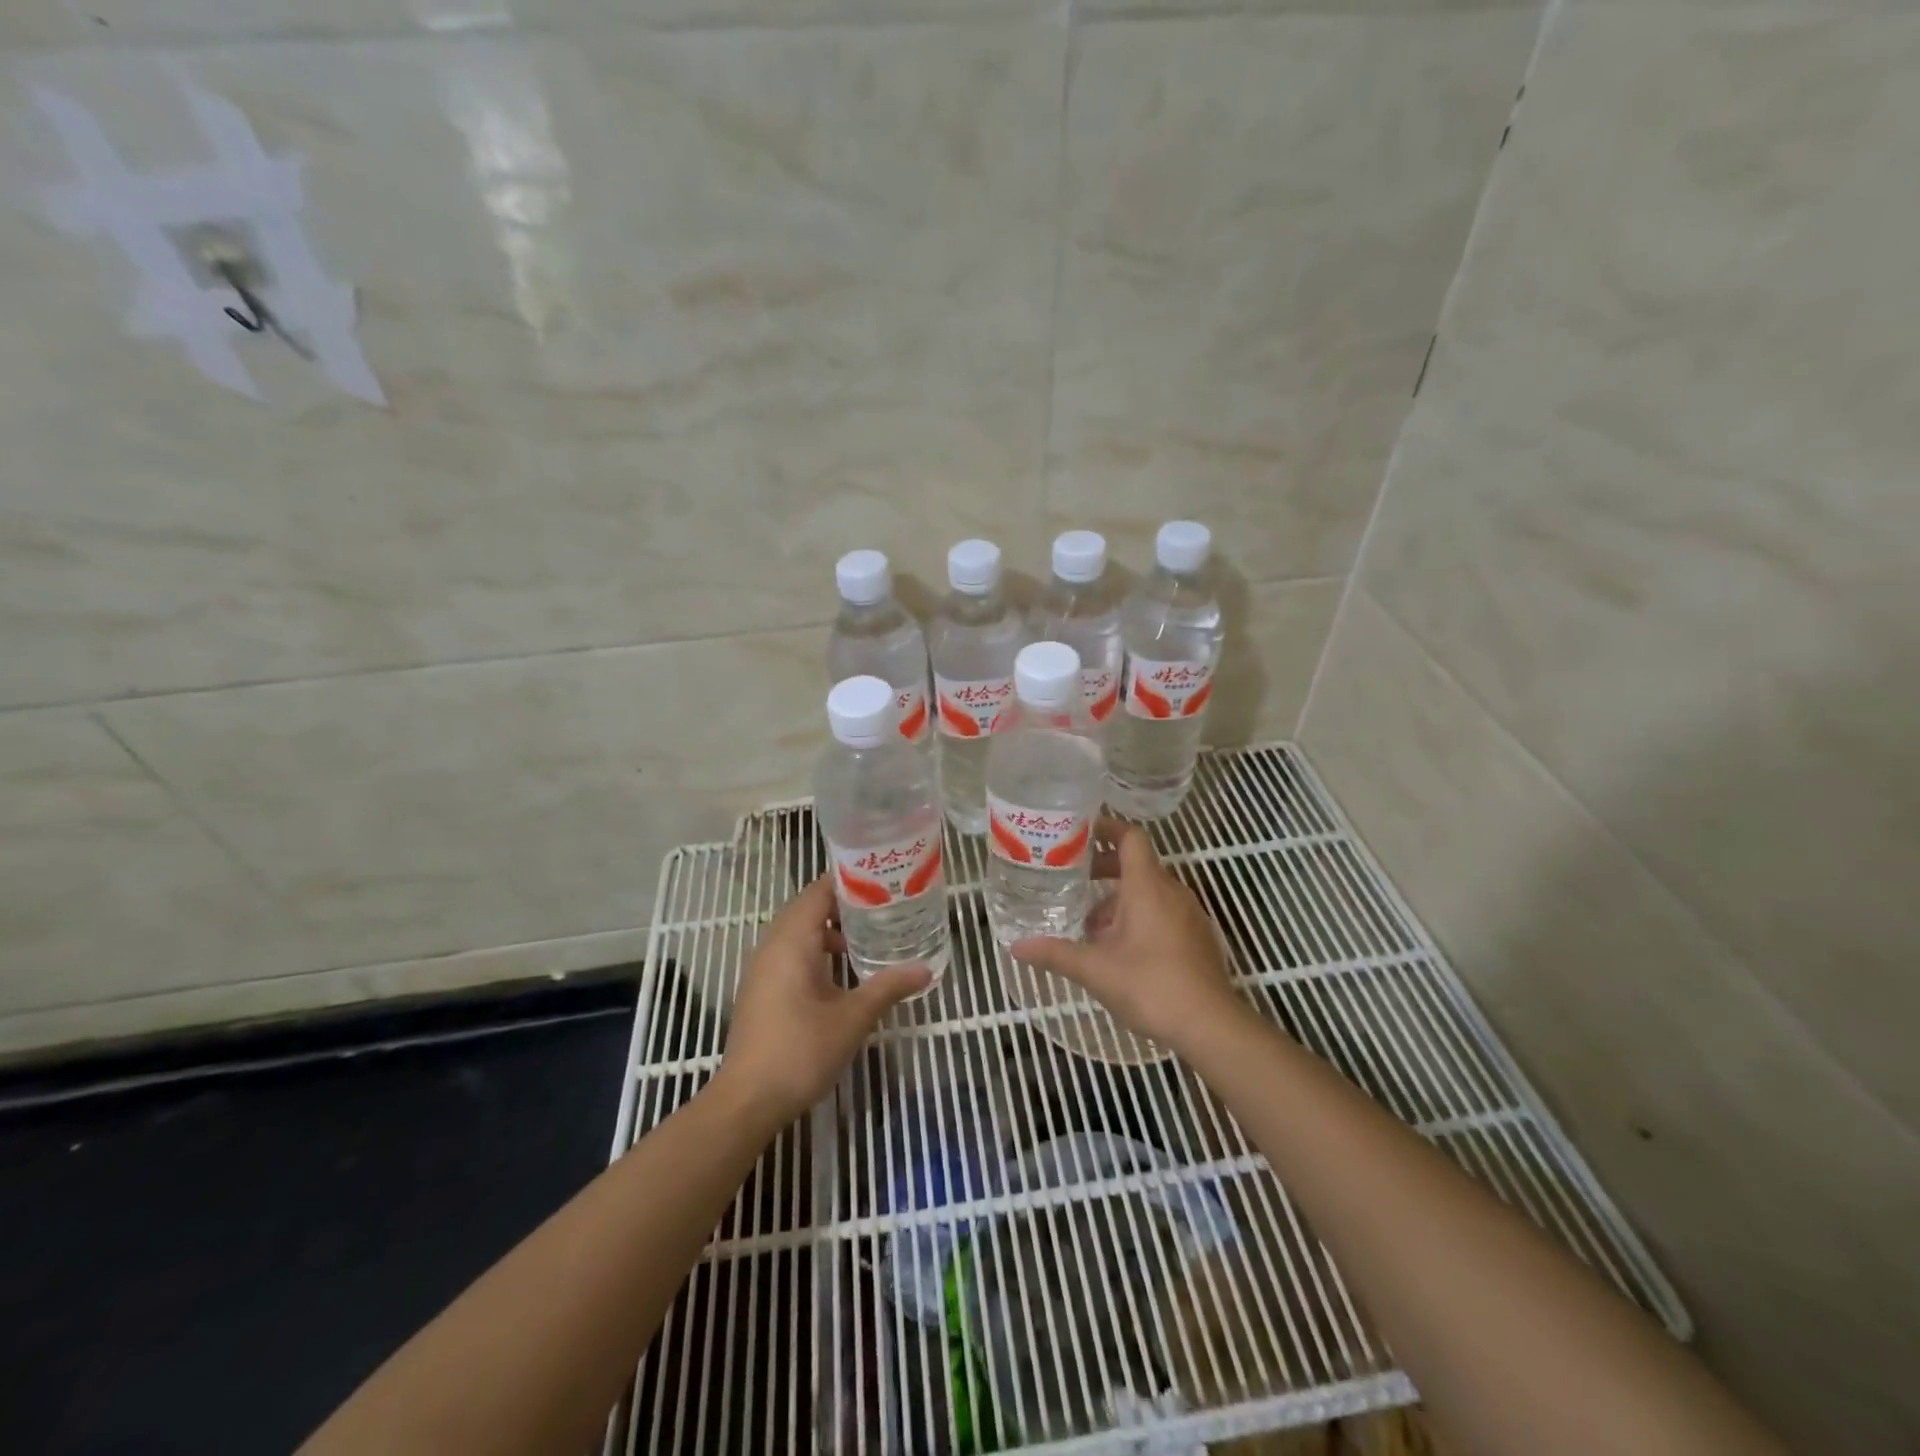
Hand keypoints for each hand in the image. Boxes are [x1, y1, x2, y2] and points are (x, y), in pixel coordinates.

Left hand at [717, 876, 931, 1129]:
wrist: (748, 1100)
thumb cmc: (801, 1050)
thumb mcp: (852, 1018)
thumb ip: (888, 987)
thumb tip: (926, 969)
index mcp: (792, 940)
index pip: (819, 891)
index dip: (850, 880)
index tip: (883, 879)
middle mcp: (773, 945)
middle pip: (808, 907)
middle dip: (844, 903)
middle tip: (884, 904)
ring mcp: (763, 968)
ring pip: (798, 931)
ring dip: (830, 928)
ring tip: (868, 934)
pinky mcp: (761, 989)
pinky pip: (790, 952)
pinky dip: (816, 949)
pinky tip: (842, 971)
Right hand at [1011, 817, 1244, 1054]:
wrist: (1211, 1026)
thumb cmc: (1151, 986)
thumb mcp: (1095, 970)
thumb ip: (1055, 954)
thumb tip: (1016, 947)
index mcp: (1147, 887)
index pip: (1130, 837)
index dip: (1105, 828)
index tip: (1078, 832)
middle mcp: (1171, 891)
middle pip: (1136, 863)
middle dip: (1103, 868)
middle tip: (1072, 878)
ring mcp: (1188, 914)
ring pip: (1149, 891)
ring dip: (1119, 898)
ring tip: (1090, 923)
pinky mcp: (1196, 936)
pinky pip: (1163, 911)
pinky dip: (1139, 915)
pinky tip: (1119, 948)